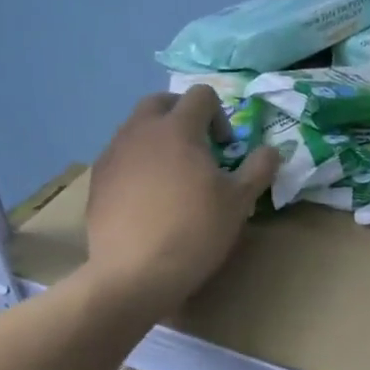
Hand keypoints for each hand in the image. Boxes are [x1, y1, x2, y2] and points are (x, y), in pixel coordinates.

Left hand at [86, 88, 278, 311]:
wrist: (135, 274)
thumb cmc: (195, 231)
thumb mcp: (239, 201)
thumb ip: (259, 168)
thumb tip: (272, 150)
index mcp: (178, 128)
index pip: (201, 95)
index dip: (220, 115)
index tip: (225, 148)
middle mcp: (140, 131)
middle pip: (161, 102)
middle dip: (183, 116)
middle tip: (198, 150)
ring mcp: (113, 154)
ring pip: (136, 128)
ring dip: (158, 139)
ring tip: (173, 177)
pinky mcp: (97, 180)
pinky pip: (121, 156)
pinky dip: (138, 163)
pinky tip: (148, 199)